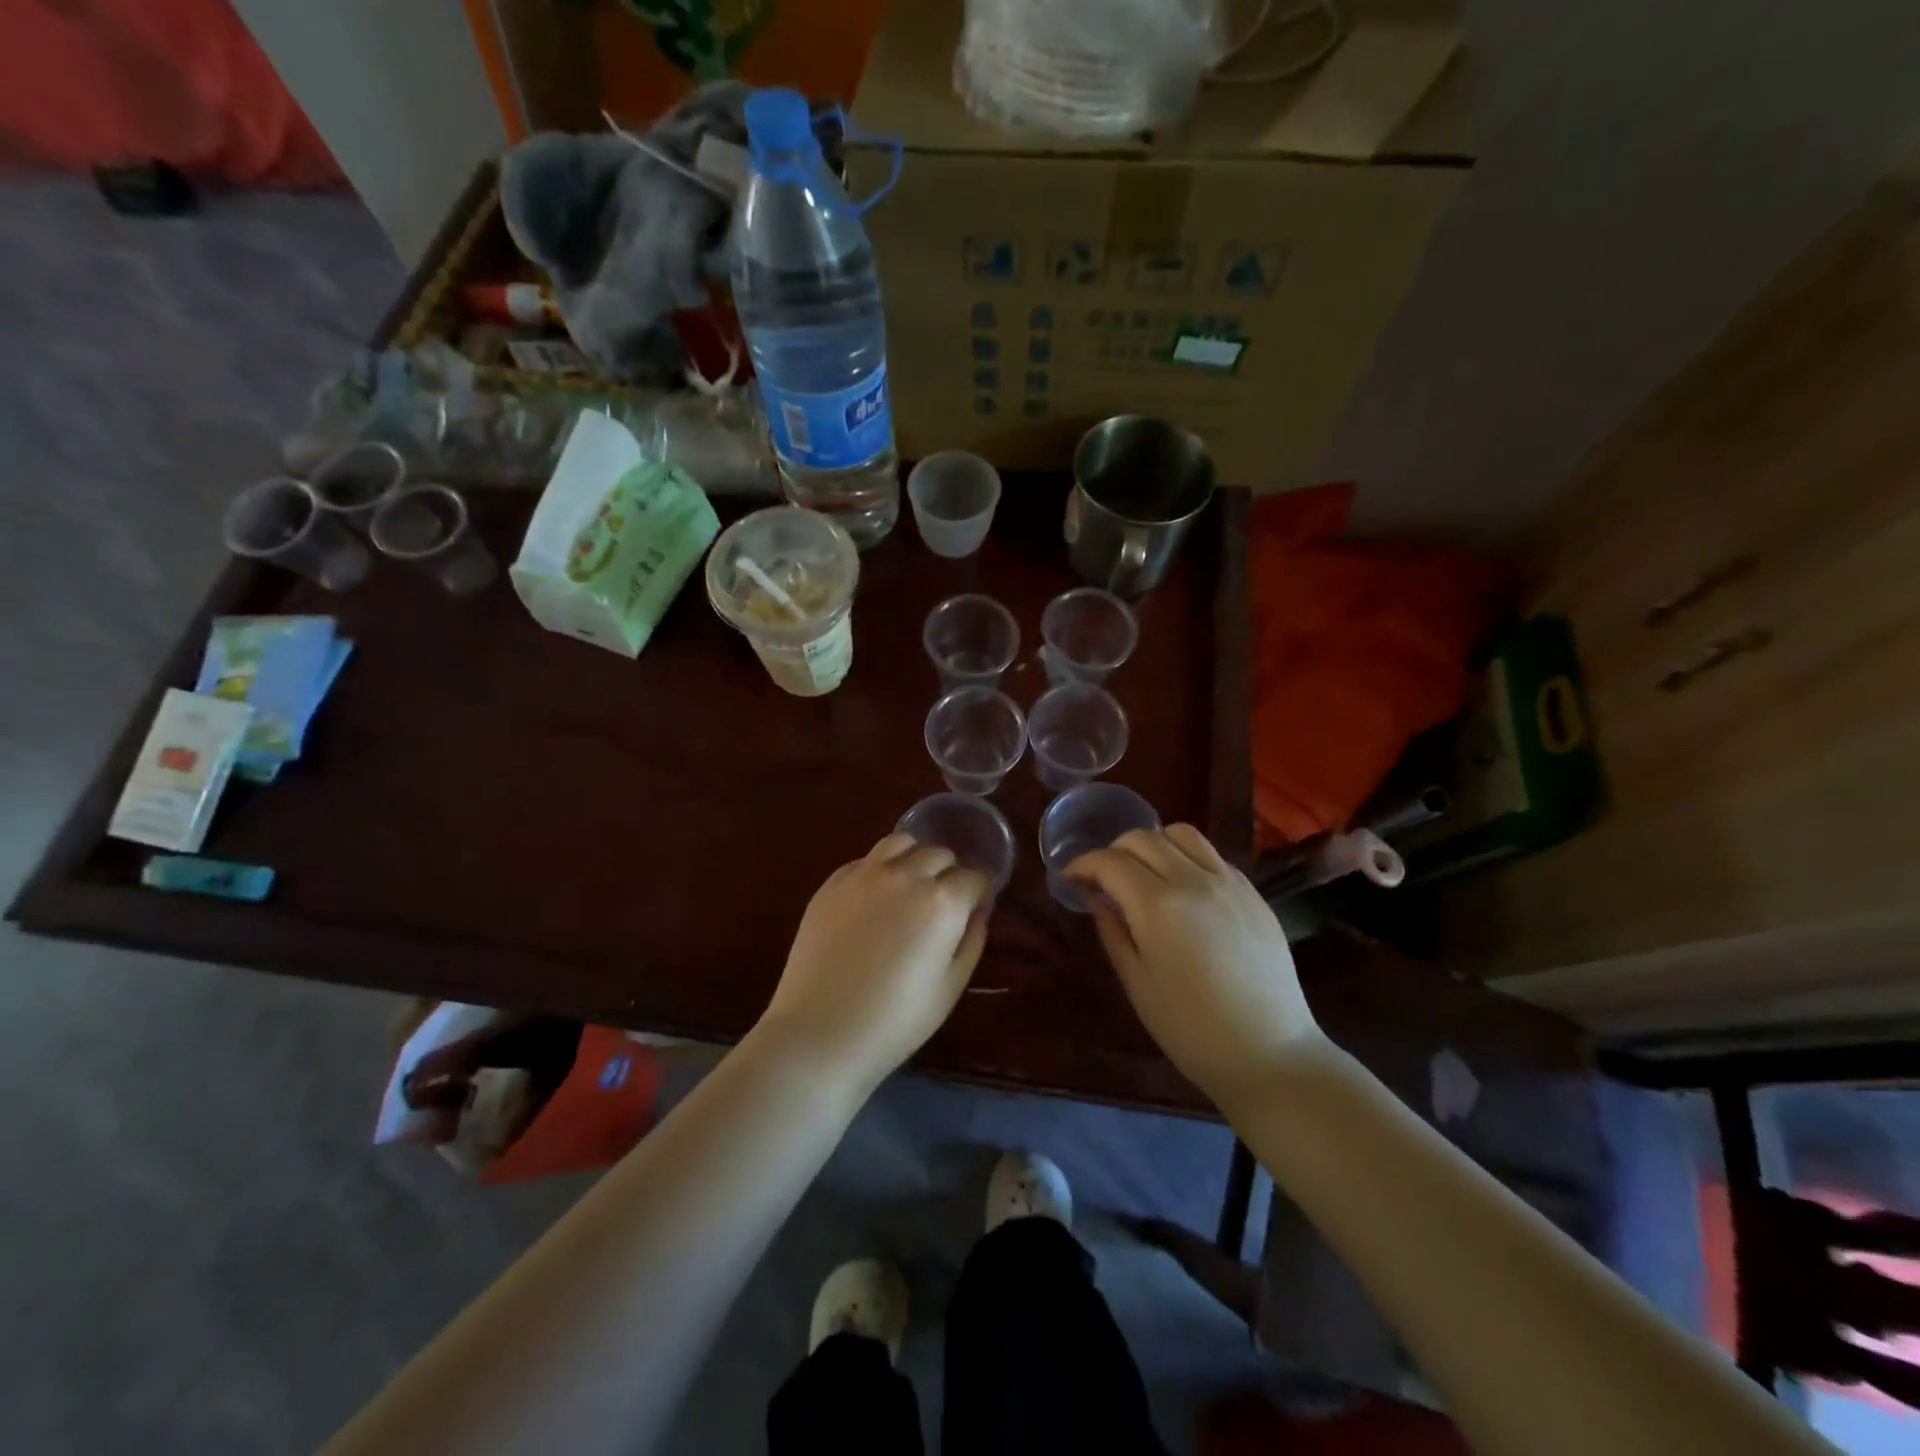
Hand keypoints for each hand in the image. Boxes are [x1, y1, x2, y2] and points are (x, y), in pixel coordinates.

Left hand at [756, 834, 989, 1090]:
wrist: (821, 1032)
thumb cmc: (895, 1021)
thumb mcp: (950, 987)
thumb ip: (971, 940)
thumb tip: (977, 911)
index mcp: (942, 902)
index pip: (974, 877)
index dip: (979, 891)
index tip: (975, 905)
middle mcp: (906, 876)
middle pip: (940, 854)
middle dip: (949, 873)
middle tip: (943, 902)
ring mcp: (865, 874)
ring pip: (901, 843)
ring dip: (914, 858)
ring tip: (910, 884)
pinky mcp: (832, 882)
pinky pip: (866, 860)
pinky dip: (880, 868)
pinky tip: (875, 896)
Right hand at [1068, 825, 1322, 1105]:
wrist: (1271, 1055)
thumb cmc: (1192, 1030)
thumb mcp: (1138, 984)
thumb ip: (1113, 931)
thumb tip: (1095, 897)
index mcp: (1158, 906)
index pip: (1110, 862)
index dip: (1083, 864)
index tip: (1070, 878)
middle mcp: (1193, 880)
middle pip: (1143, 838)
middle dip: (1113, 851)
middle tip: (1103, 879)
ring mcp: (1228, 882)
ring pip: (1181, 834)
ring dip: (1153, 844)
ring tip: (1144, 873)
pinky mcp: (1252, 893)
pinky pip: (1212, 855)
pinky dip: (1186, 857)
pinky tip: (1183, 888)